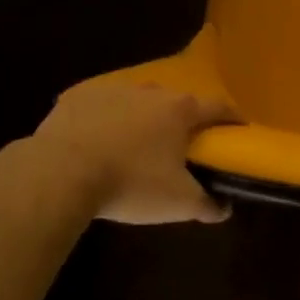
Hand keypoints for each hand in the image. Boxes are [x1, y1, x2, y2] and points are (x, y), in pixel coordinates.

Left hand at [31, 80, 239, 224]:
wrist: (60, 173)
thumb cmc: (131, 183)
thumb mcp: (178, 202)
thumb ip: (207, 204)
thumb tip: (224, 209)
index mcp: (179, 110)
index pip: (217, 107)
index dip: (232, 118)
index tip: (239, 128)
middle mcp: (149, 91)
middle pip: (175, 102)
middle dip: (181, 120)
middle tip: (181, 144)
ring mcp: (111, 90)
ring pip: (135, 101)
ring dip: (140, 117)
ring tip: (135, 144)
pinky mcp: (76, 97)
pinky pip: (98, 106)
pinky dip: (102, 120)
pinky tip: (95, 142)